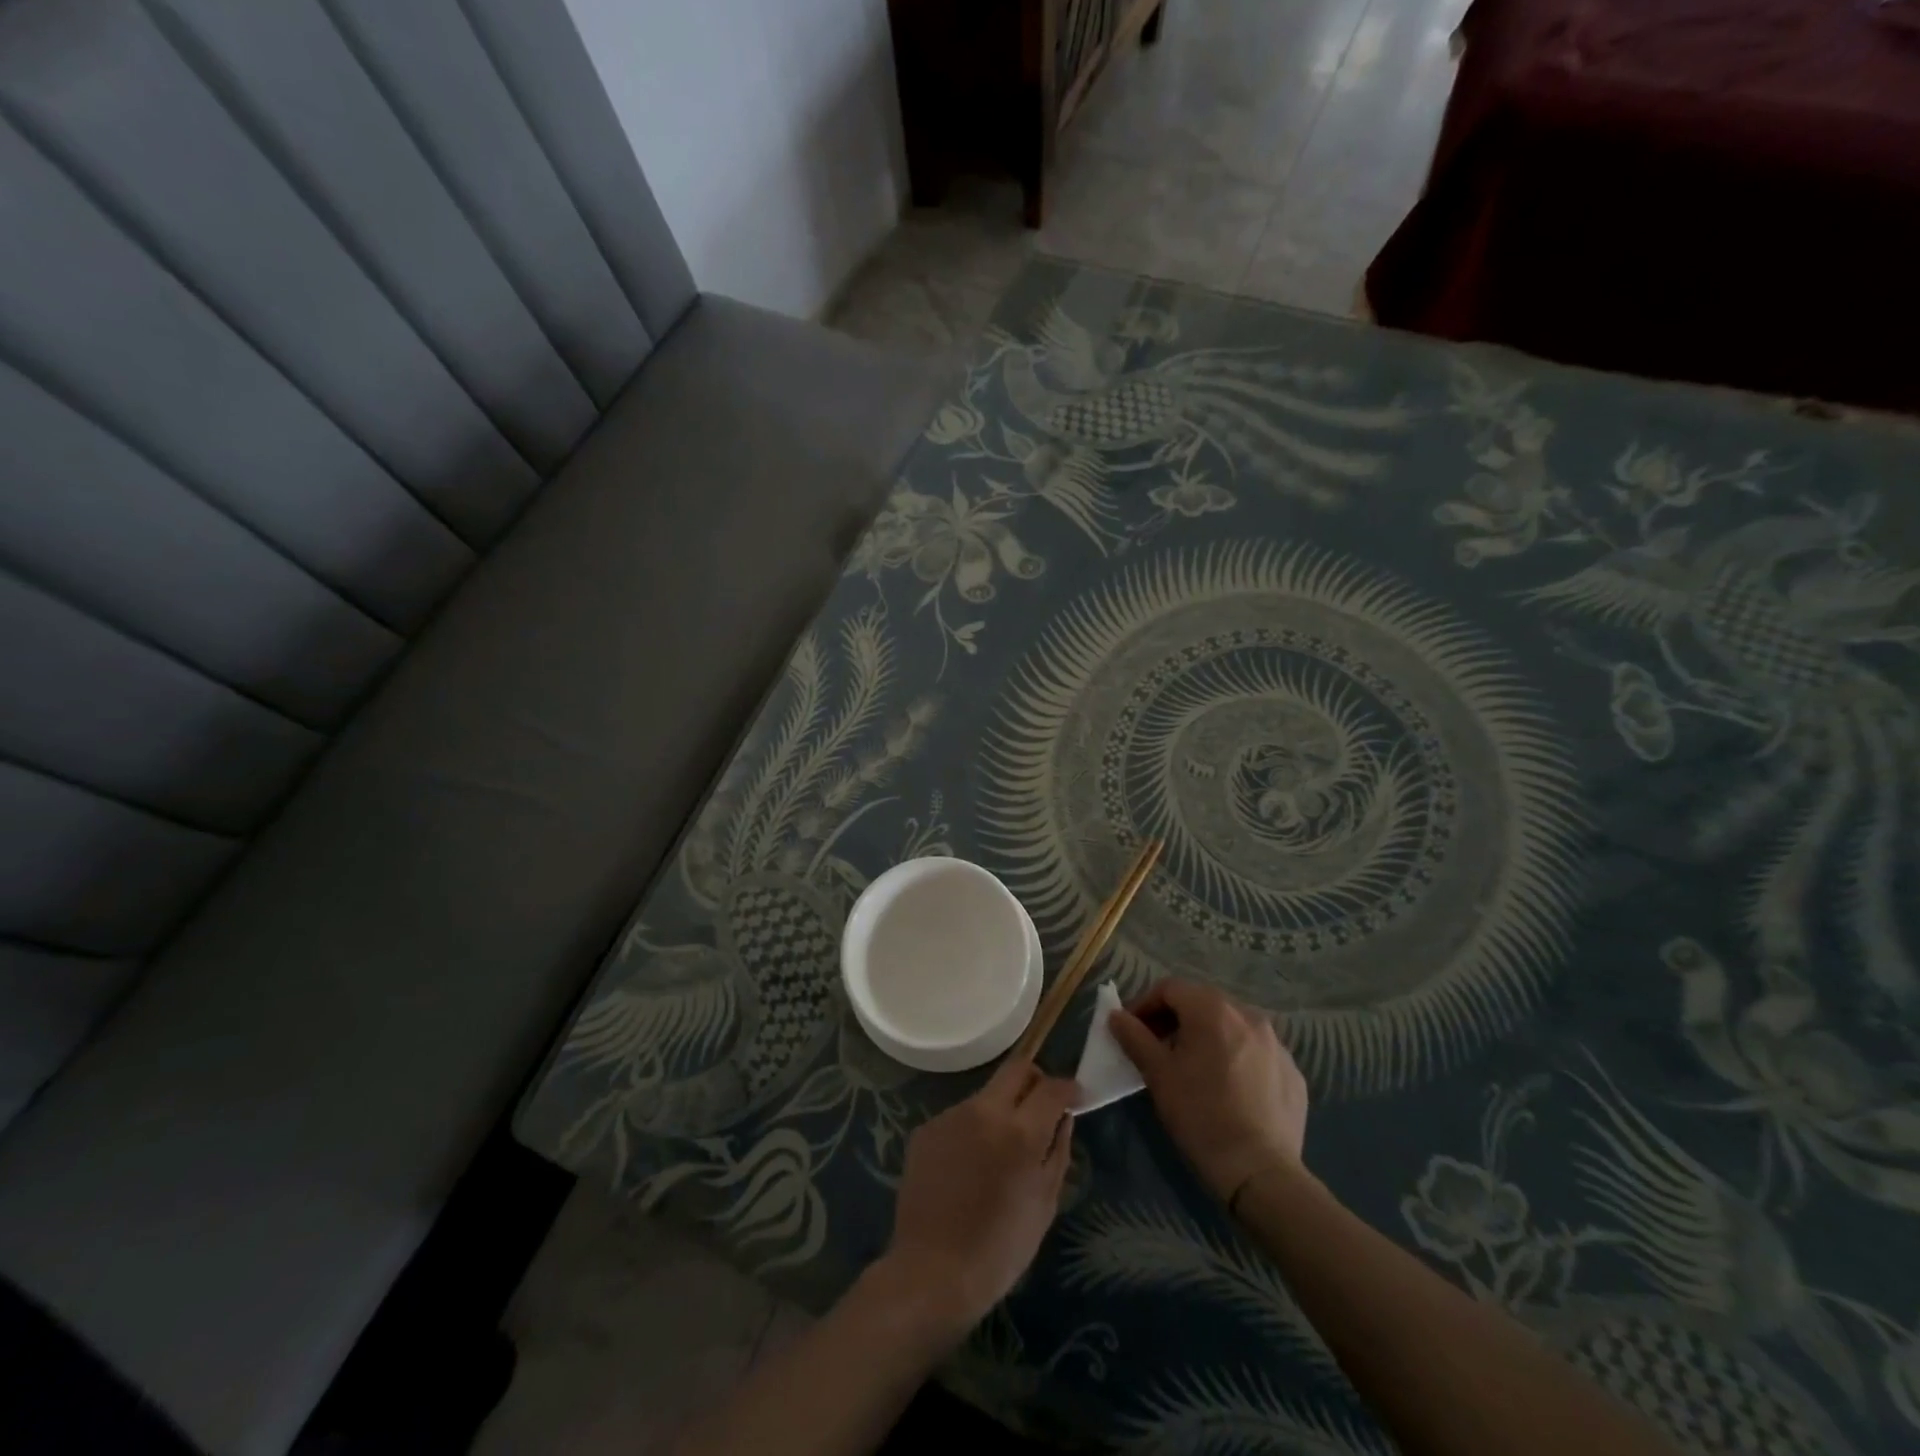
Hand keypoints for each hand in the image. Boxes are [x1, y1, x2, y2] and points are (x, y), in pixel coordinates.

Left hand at [879, 1060, 1078, 1337]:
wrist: (932, 1272)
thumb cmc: (999, 1250)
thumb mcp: (1044, 1204)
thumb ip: (1058, 1152)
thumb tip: (1064, 1118)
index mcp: (1020, 1131)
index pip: (1051, 1087)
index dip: (1068, 1087)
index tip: (1074, 1096)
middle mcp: (984, 1110)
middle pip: (1016, 1068)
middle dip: (1035, 1079)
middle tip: (1042, 1104)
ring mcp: (951, 1116)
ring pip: (986, 1094)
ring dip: (1001, 1109)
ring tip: (1000, 1150)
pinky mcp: (926, 1128)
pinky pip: (960, 1117)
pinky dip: (973, 1130)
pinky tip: (969, 1166)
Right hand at [1108, 979, 1308, 1201]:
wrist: (1261, 1173)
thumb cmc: (1201, 1116)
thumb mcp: (1158, 1075)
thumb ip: (1135, 1038)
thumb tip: (1116, 1016)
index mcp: (1213, 1010)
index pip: (1170, 988)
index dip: (1145, 1004)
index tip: (1132, 1030)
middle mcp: (1249, 1015)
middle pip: (1202, 1002)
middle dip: (1176, 1019)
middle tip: (1158, 1047)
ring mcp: (1276, 1044)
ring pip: (1232, 1026)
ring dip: (1207, 1036)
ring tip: (1194, 1067)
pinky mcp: (1293, 1072)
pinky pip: (1256, 1052)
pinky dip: (1237, 1057)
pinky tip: (1229, 1088)